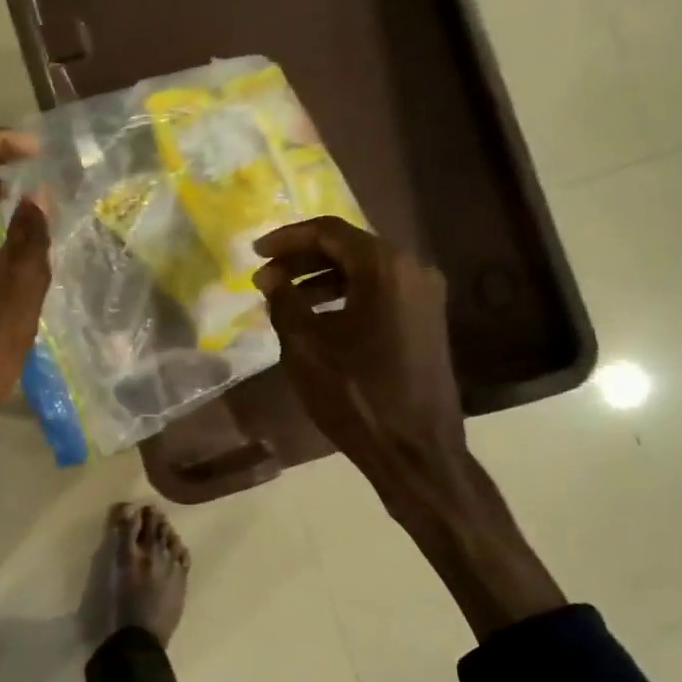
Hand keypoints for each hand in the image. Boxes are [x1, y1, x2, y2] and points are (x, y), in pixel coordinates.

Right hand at [251, 216, 464, 502]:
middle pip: (349, 247)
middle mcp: (412, 269)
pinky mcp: (427, 319)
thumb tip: (270, 277)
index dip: (287, 238)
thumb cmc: (356, 395)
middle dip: (303, 258)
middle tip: (266, 277)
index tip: (255, 253)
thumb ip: (284, 302)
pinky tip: (318, 317)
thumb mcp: (306, 347)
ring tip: (285, 298)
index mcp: (385, 268)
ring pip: (365, 270)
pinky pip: (381, 291)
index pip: (329, 231)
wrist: (416, 450)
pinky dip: (346, 295)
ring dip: (322, 278)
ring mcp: (425, 295)